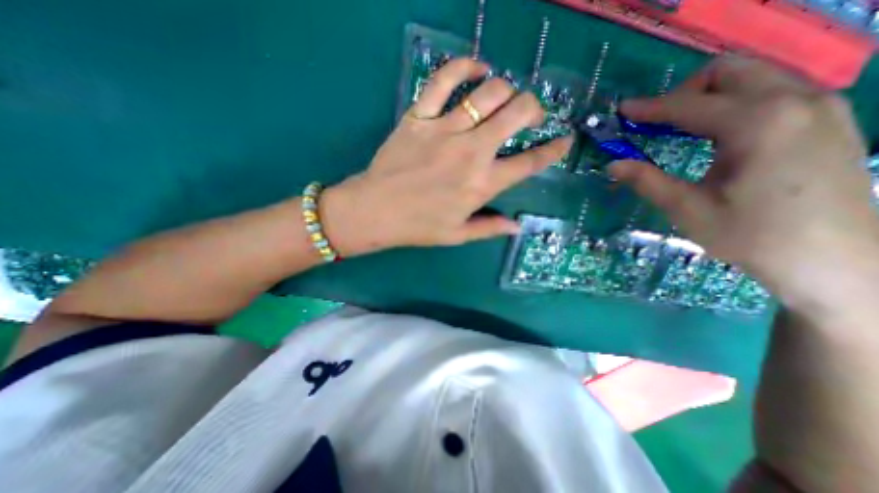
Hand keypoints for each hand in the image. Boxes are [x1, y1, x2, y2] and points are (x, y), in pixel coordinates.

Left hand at [319, 58, 573, 253]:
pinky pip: (444, 79)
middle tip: (529, 116)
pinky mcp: (420, 116)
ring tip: (503, 99)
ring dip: (505, 91)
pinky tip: (477, 68)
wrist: (375, 211)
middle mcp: (471, 152)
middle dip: (533, 110)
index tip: (563, 141)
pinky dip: (464, 66)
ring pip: (489, 93)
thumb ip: (490, 228)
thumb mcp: (458, 235)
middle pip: (517, 114)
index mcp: (483, 184)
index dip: (553, 150)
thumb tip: (517, 227)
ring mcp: (445, 129)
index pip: (529, 163)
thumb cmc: (418, 227)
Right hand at [610, 57, 874, 310]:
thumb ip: (647, 181)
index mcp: (758, 124)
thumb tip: (612, 165)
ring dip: (710, 96)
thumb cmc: (751, 236)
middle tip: (657, 123)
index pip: (689, 105)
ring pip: (754, 76)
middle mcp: (796, 101)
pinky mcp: (829, 120)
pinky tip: (719, 134)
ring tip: (682, 129)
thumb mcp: (687, 209)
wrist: (835, 261)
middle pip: (729, 71)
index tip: (623, 110)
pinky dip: (736, 103)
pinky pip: (773, 91)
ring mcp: (820, 107)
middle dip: (684, 92)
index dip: (650, 108)